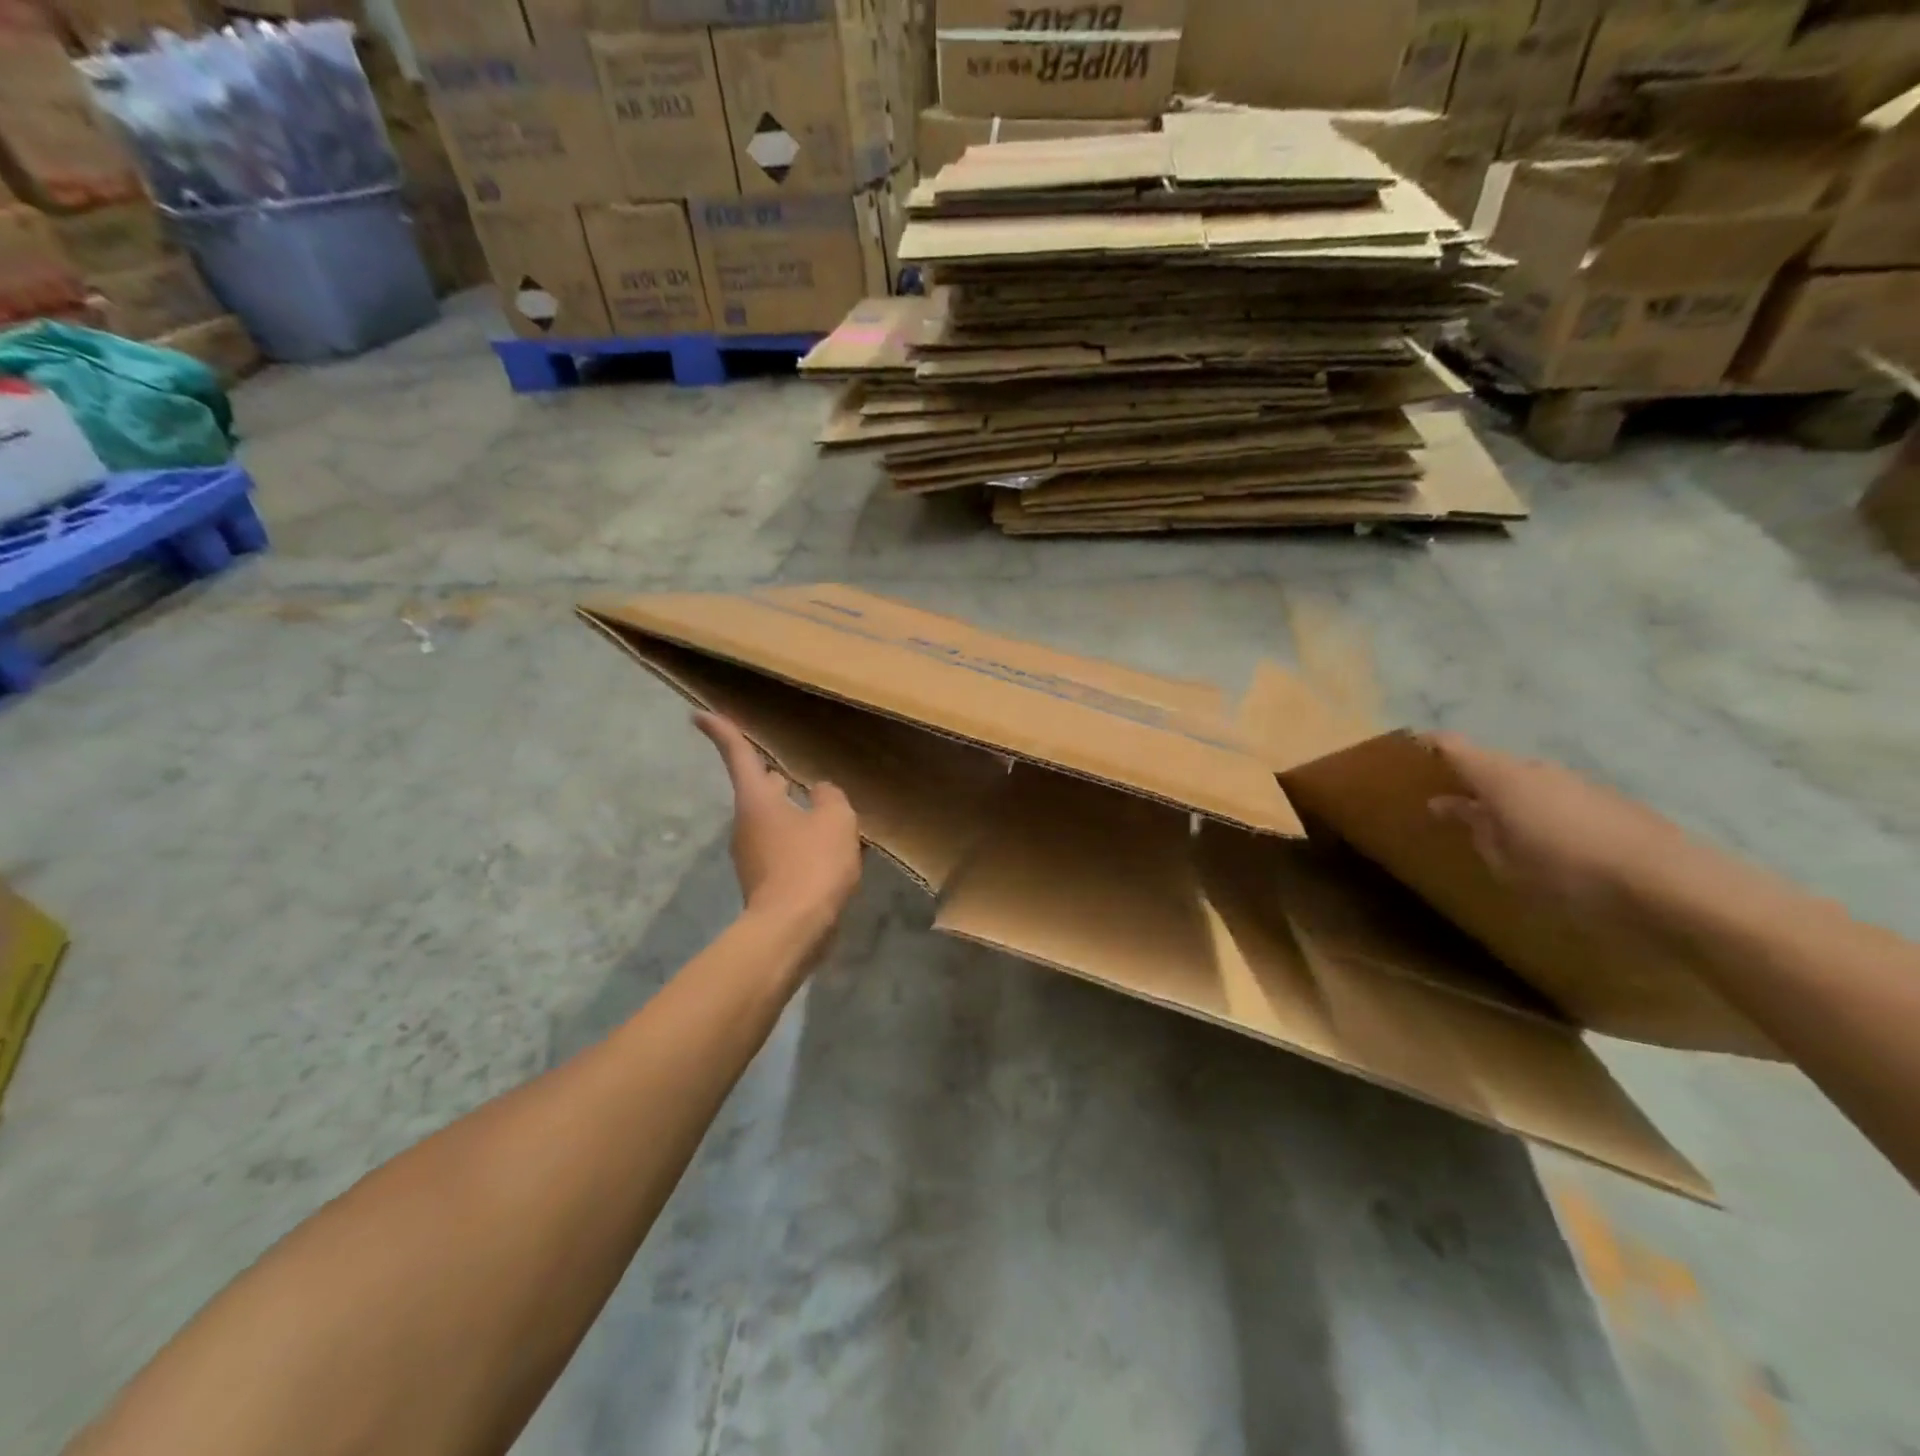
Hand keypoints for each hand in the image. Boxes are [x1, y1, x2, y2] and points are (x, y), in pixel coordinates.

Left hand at [693, 713, 862, 931]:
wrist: (792, 930)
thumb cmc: (812, 864)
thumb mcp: (836, 820)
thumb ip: (829, 797)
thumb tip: (819, 791)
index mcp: (758, 799)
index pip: (738, 754)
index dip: (722, 731)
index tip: (699, 715)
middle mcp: (746, 823)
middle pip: (760, 790)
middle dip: (776, 780)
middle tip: (795, 774)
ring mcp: (751, 855)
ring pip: (774, 821)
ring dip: (795, 815)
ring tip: (829, 816)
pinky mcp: (762, 882)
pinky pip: (782, 849)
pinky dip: (800, 843)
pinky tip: (828, 851)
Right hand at [1424, 733, 1708, 913]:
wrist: (1669, 884)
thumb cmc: (1565, 872)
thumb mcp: (1504, 860)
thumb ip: (1476, 828)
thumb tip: (1449, 805)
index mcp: (1500, 778)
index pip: (1453, 746)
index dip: (1430, 744)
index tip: (1410, 748)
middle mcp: (1536, 769)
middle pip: (1493, 764)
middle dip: (1472, 780)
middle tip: (1453, 804)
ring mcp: (1577, 782)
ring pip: (1529, 782)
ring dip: (1511, 799)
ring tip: (1501, 829)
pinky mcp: (1609, 801)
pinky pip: (1559, 799)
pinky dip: (1544, 812)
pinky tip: (1549, 843)